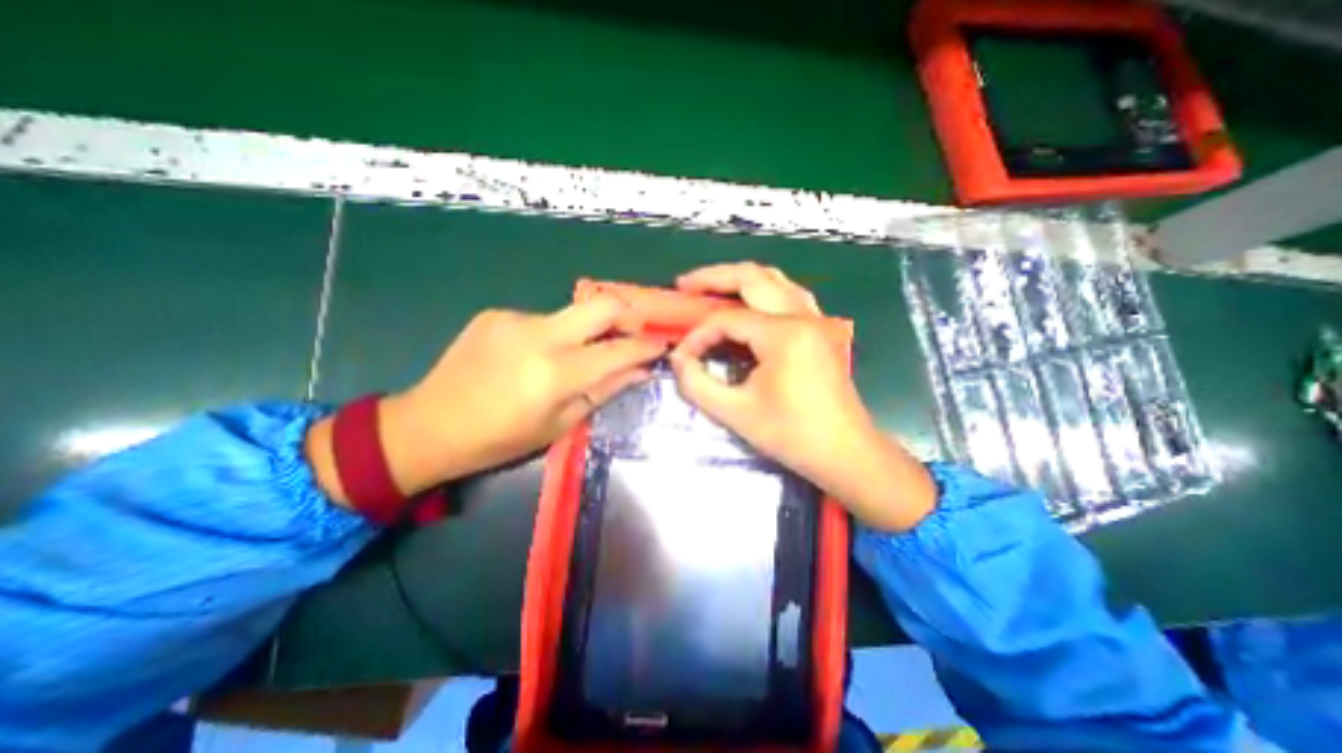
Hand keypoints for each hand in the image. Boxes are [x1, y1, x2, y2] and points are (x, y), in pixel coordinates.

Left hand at [316, 293, 669, 505]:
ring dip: (584, 332)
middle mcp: (538, 335)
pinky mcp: (496, 313)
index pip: (618, 351)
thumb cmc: (499, 439)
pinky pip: (542, 319)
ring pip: (572, 314)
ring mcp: (514, 318)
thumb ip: (604, 391)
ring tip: (573, 357)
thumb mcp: (559, 425)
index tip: (663, 344)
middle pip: (602, 304)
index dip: (647, 346)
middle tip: (633, 333)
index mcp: (554, 373)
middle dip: (628, 314)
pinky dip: (553, 335)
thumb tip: (640, 371)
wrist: (428, 425)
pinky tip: (534, 356)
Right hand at [669, 264, 935, 530]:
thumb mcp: (736, 413)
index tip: (682, 356)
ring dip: (740, 278)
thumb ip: (697, 384)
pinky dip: (763, 291)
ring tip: (711, 287)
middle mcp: (802, 316)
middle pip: (752, 278)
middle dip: (714, 277)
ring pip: (774, 280)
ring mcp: (815, 320)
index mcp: (783, 334)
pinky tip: (749, 302)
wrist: (845, 453)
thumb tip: (678, 359)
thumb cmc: (793, 435)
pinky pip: (789, 295)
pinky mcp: (820, 330)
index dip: (698, 335)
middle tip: (684, 285)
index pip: (727, 319)